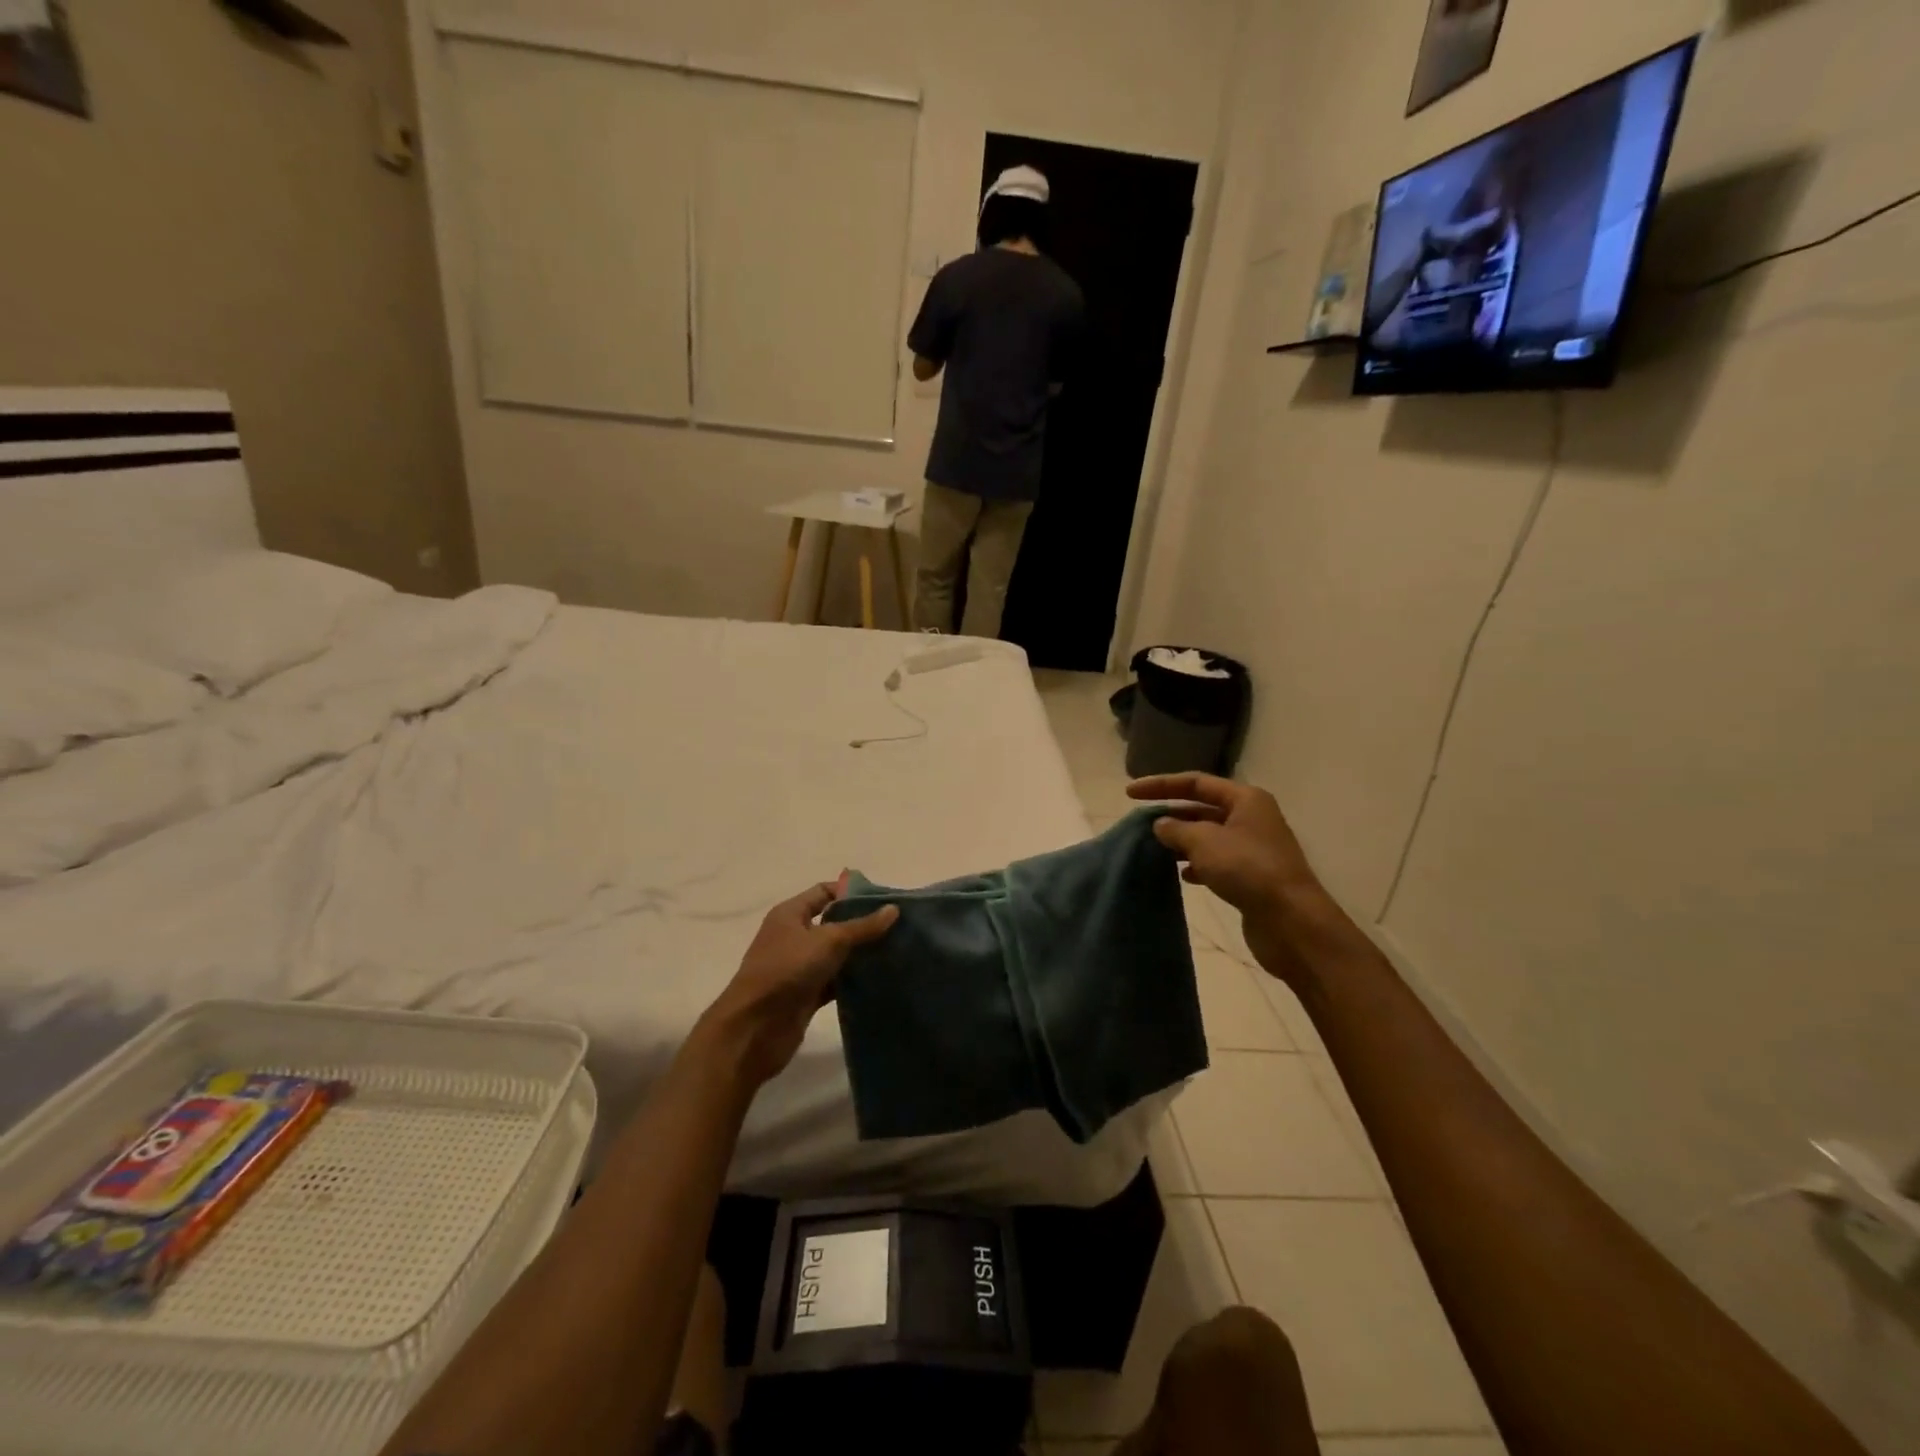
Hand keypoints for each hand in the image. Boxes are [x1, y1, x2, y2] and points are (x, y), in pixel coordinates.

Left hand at [699, 885, 898, 1087]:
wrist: (753, 1029)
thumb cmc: (786, 970)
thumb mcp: (828, 941)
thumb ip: (862, 926)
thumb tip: (893, 910)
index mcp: (790, 914)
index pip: (824, 892)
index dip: (852, 892)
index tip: (885, 899)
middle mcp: (794, 937)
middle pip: (833, 923)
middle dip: (863, 924)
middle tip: (898, 926)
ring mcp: (799, 968)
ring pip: (836, 955)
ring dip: (861, 954)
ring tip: (897, 951)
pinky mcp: (806, 995)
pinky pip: (835, 982)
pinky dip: (854, 981)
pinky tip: (880, 980)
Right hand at [1128, 774, 1332, 984]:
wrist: (1291, 921)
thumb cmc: (1248, 869)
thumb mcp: (1204, 842)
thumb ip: (1176, 829)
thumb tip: (1161, 824)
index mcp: (1245, 799)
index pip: (1196, 782)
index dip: (1161, 785)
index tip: (1129, 794)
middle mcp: (1252, 818)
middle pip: (1202, 808)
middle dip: (1172, 814)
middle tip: (1139, 824)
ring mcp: (1254, 848)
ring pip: (1208, 836)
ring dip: (1182, 841)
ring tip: (1155, 849)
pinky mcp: (1252, 876)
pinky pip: (1217, 861)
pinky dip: (1197, 865)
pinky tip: (1183, 876)